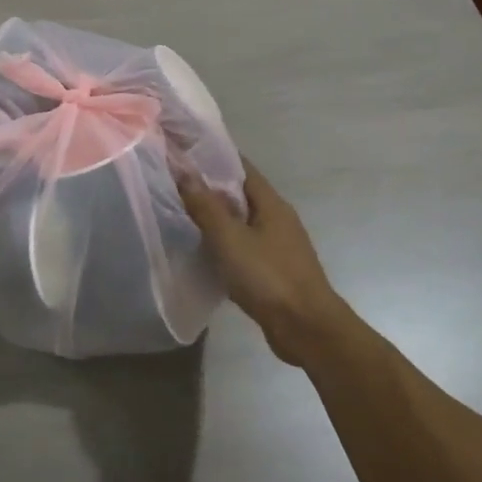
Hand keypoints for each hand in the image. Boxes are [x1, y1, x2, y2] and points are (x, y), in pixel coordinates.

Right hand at [178, 157, 356, 365]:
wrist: (307, 329)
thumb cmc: (268, 277)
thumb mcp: (230, 239)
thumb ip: (206, 207)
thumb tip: (184, 171)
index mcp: (272, 203)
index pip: (240, 167)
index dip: (214, 157)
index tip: (185, 152)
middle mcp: (278, 218)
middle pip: (241, 194)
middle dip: (211, 187)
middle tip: (175, 182)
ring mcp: (279, 245)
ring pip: (243, 221)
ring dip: (217, 217)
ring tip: (183, 214)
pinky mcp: (275, 270)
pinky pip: (245, 246)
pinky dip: (225, 243)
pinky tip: (205, 251)